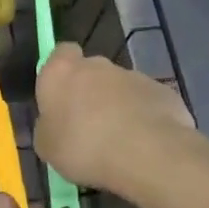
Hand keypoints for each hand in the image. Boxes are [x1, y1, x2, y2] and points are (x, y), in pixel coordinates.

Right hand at [34, 43, 198, 201]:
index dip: (61, 72)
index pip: (60, 53)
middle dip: (90, 92)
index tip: (61, 96)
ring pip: (119, 88)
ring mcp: (133, 75)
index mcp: (61, 72)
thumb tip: (54, 123)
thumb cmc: (84, 147)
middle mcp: (97, 65)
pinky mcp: (162, 91)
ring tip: (118, 141)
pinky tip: (143, 143)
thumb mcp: (47, 147)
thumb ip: (48, 126)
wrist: (148, 154)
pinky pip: (145, 102)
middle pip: (91, 71)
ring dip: (117, 106)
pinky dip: (142, 117)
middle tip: (88, 126)